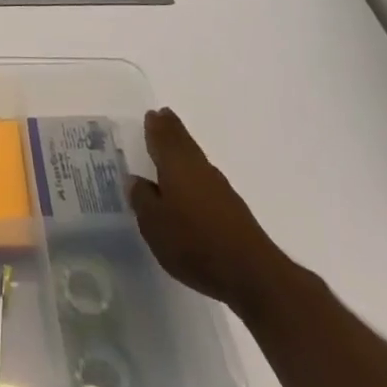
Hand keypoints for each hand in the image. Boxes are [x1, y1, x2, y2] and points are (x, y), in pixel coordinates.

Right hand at [128, 108, 287, 315]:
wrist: (250, 272)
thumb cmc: (194, 242)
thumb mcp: (154, 224)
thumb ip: (142, 199)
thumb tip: (135, 179)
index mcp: (176, 166)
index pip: (163, 138)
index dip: (156, 127)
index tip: (152, 114)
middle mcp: (198, 169)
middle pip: (183, 142)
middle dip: (171, 130)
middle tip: (163, 116)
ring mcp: (219, 188)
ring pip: (195, 158)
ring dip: (183, 149)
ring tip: (172, 145)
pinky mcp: (231, 208)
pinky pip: (205, 177)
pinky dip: (194, 171)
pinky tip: (190, 183)